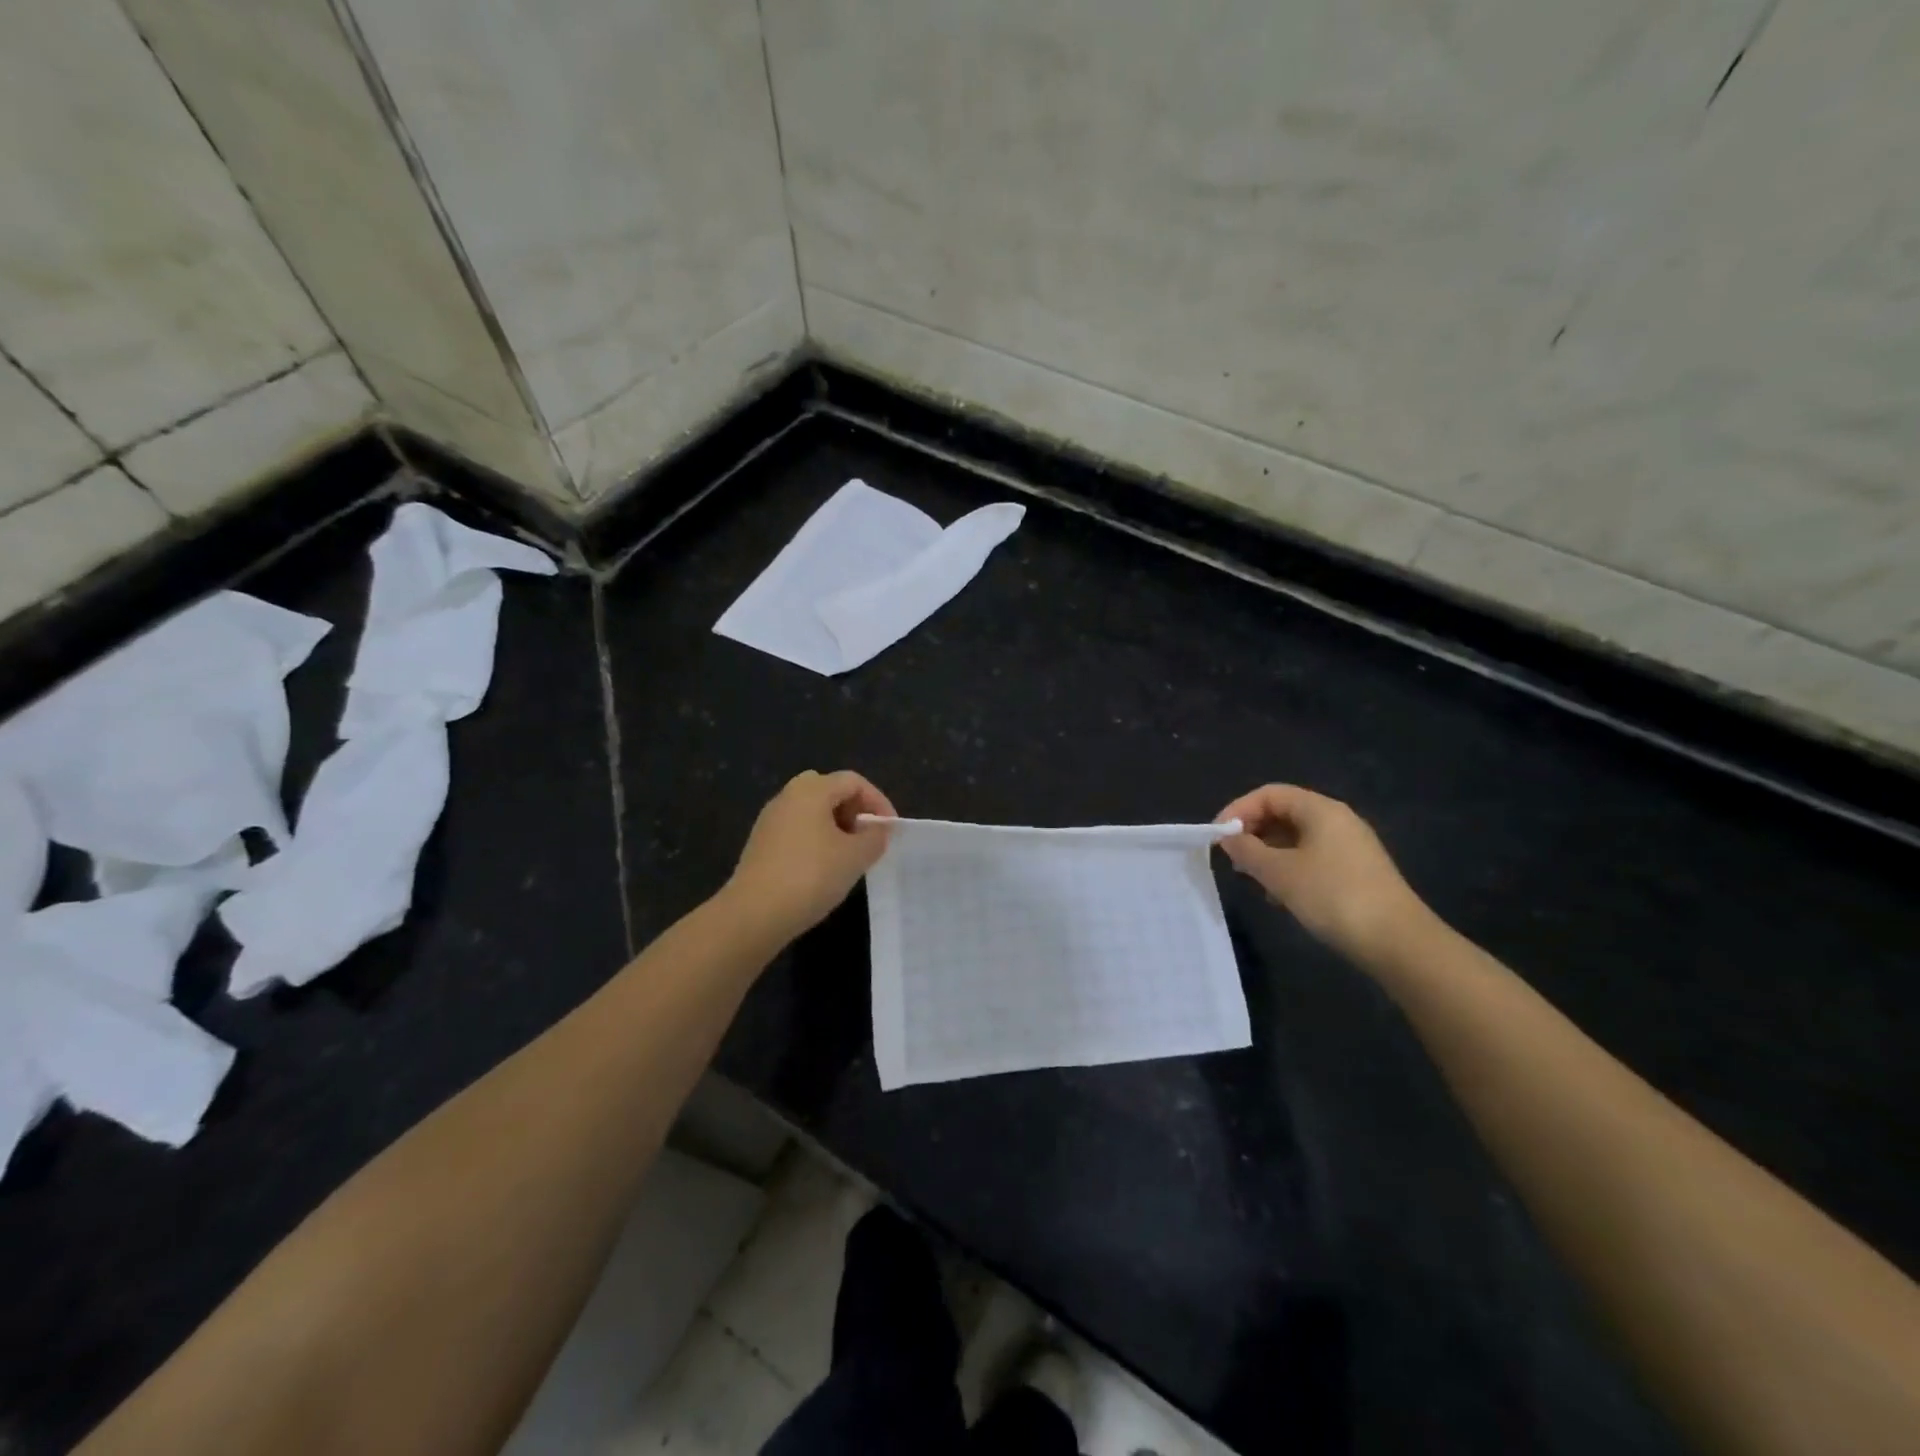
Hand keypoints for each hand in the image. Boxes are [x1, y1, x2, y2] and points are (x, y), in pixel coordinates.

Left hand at [724, 770, 896, 941]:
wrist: (754, 914)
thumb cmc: (811, 876)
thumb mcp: (855, 857)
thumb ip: (875, 837)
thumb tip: (878, 830)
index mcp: (811, 790)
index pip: (854, 781)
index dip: (878, 801)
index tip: (890, 830)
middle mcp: (787, 796)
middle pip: (829, 790)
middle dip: (854, 810)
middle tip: (867, 837)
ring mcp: (770, 820)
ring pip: (811, 811)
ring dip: (835, 826)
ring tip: (849, 856)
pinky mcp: (760, 844)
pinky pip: (796, 830)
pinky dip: (816, 840)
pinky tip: (823, 869)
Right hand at [1216, 784, 1431, 964]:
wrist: (1398, 942)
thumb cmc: (1333, 896)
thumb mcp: (1279, 873)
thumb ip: (1247, 851)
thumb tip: (1228, 837)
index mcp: (1321, 810)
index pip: (1270, 794)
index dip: (1238, 809)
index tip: (1218, 836)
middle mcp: (1337, 820)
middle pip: (1283, 813)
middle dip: (1252, 832)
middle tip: (1232, 858)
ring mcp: (1350, 847)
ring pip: (1296, 838)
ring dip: (1268, 853)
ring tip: (1252, 879)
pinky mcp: (1356, 872)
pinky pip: (1312, 858)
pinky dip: (1289, 869)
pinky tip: (1280, 897)